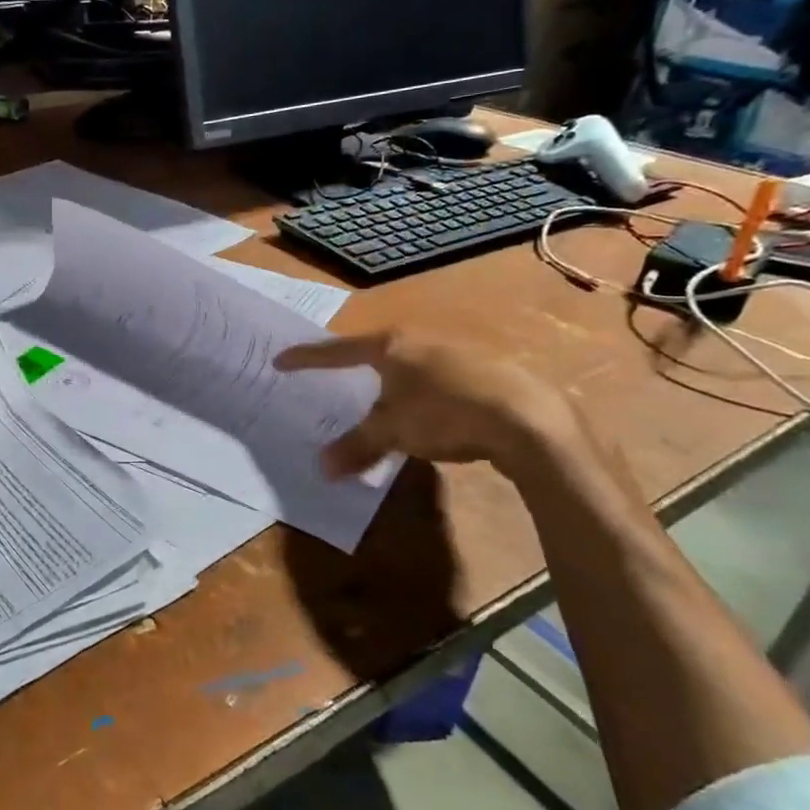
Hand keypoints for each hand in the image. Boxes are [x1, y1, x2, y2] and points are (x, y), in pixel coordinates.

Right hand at [274, 327, 583, 479]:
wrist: (529, 418)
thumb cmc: (444, 413)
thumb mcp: (392, 432)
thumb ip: (356, 446)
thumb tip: (321, 468)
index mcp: (391, 346)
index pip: (337, 351)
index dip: (307, 358)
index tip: (281, 360)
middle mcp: (421, 340)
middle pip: (377, 351)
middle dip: (357, 366)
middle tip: (339, 376)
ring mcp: (458, 352)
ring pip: (413, 365)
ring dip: (396, 383)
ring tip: (387, 402)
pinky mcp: (489, 371)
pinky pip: (442, 380)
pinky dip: (427, 394)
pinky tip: (434, 414)